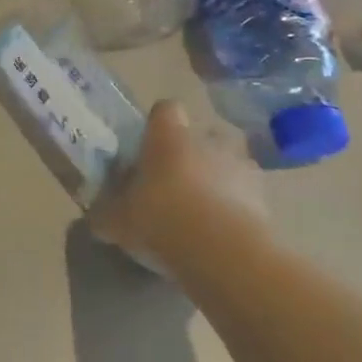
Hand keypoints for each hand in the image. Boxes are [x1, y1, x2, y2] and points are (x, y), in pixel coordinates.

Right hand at [90, 101, 266, 263]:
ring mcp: (241, 167)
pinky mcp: (265, 198)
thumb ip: (106, 214)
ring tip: (207, 210)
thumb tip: (96, 217)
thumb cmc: (162, 219)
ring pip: (230, 163)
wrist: (223, 253)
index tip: (150, 144)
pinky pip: (249, 196)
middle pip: (203, 134)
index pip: (166, 109)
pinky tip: (225, 234)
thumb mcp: (118, 221)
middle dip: (194, 153)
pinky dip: (240, 208)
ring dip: (221, 179)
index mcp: (169, 136)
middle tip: (179, 180)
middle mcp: (207, 141)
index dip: (159, 123)